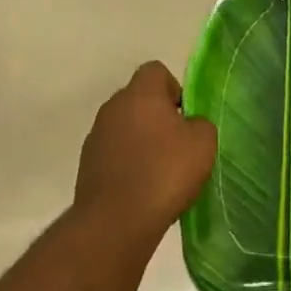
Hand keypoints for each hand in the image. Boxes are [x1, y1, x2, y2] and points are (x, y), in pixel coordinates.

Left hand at [74, 63, 216, 239]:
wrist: (116, 219)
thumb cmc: (164, 173)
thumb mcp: (203, 144)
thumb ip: (200, 124)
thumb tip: (189, 125)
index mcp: (140, 93)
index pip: (156, 71)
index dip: (175, 89)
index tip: (186, 117)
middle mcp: (113, 107)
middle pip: (139, 99)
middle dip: (159, 117)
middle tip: (178, 146)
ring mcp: (96, 135)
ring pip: (126, 127)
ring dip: (142, 141)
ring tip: (160, 172)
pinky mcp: (87, 163)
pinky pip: (114, 153)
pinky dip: (127, 162)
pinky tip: (141, 187)